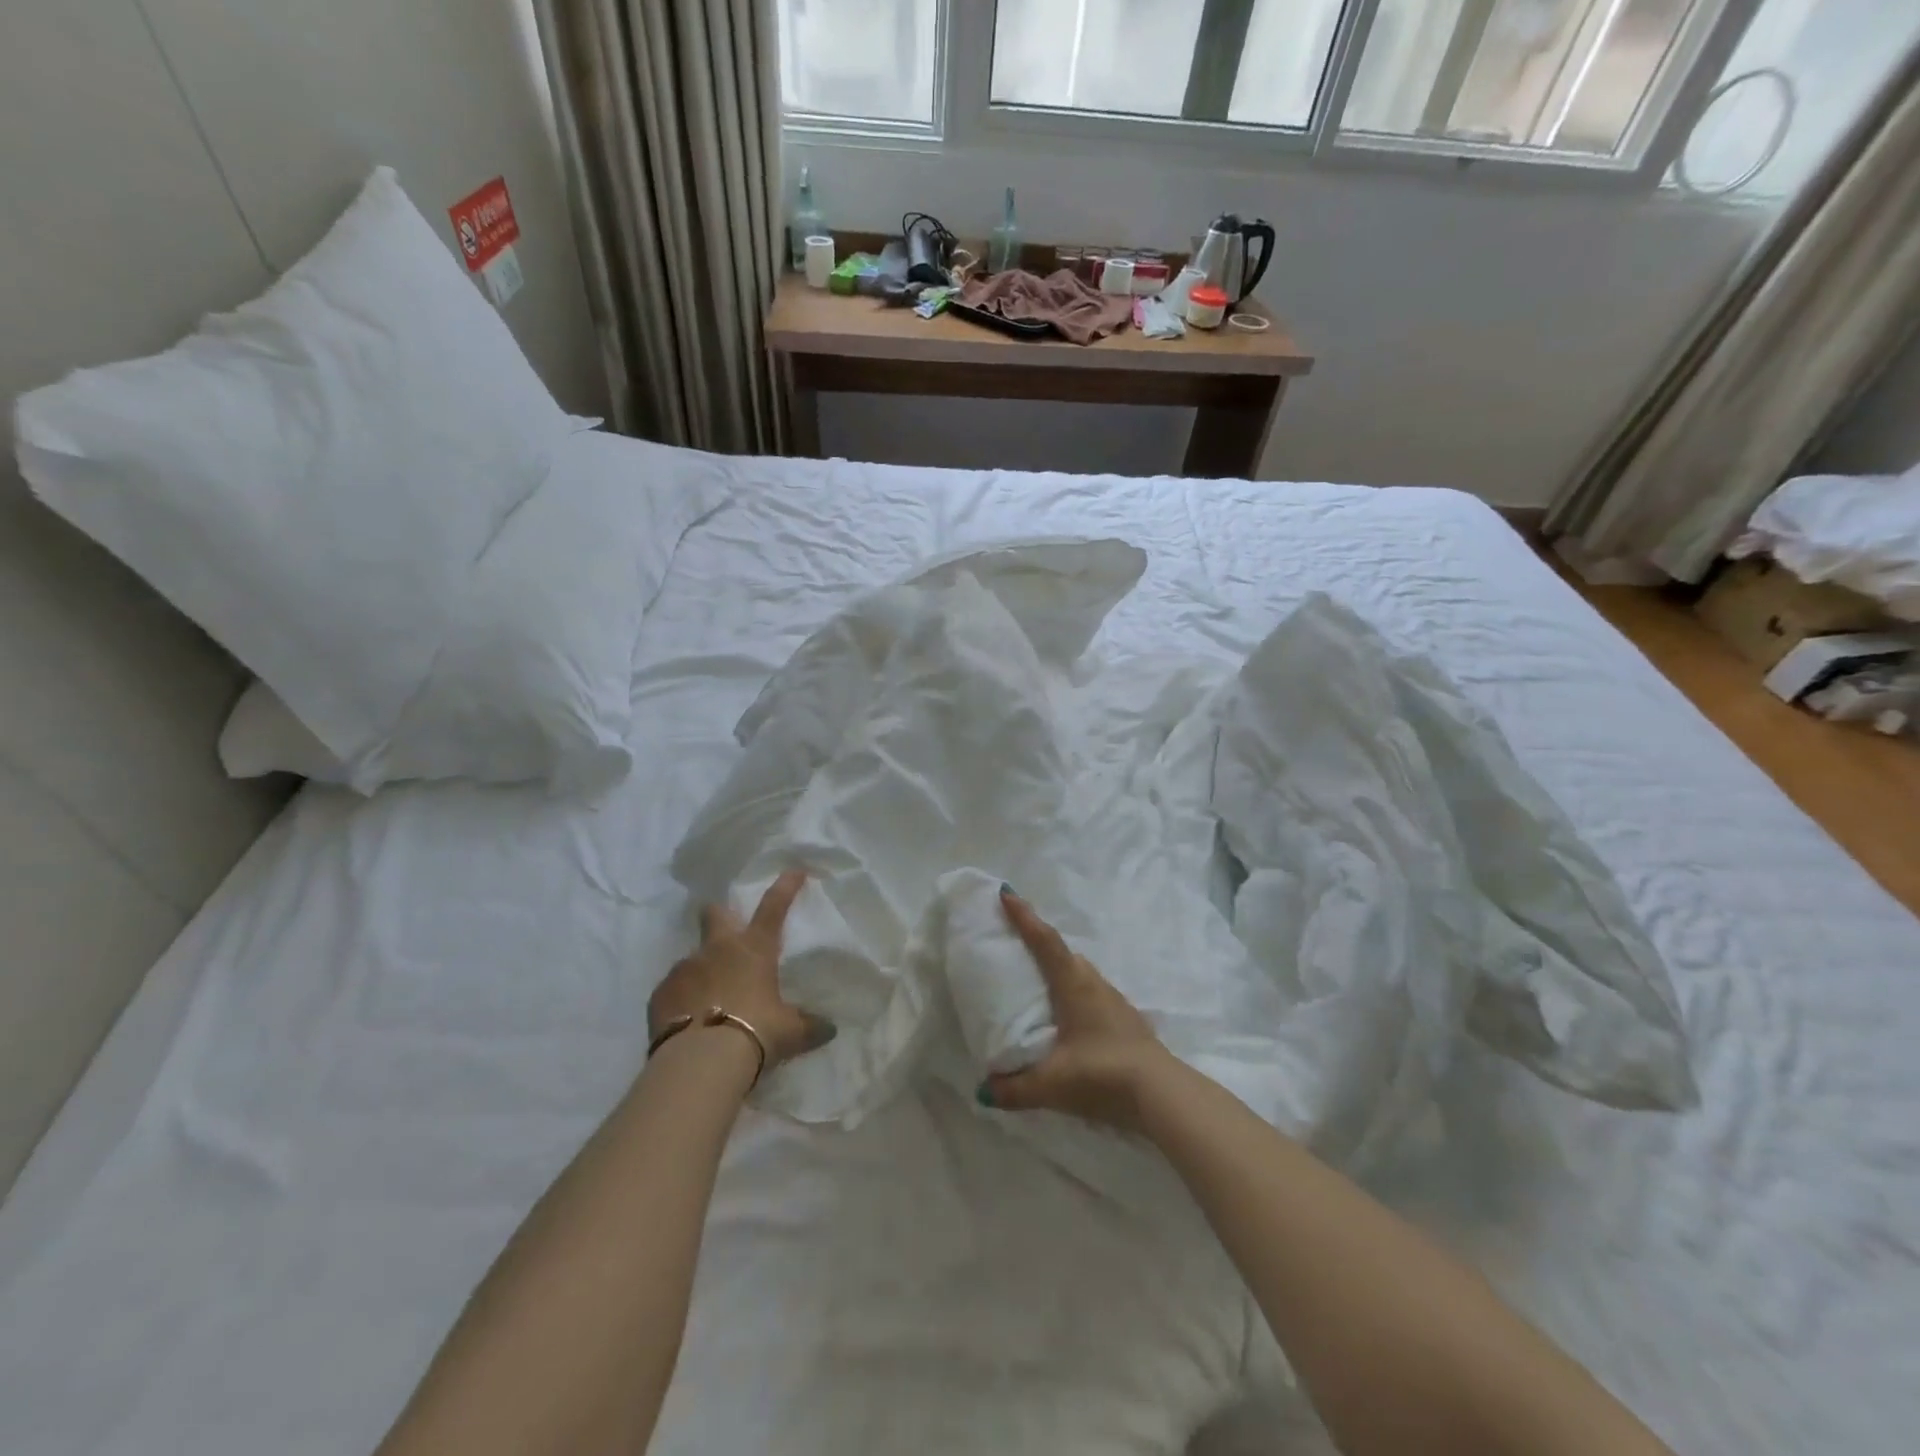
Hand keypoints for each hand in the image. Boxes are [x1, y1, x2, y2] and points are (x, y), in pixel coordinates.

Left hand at [650, 869, 836, 1070]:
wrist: (701, 1062)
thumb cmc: (756, 1034)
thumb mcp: (791, 1033)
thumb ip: (809, 1026)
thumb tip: (830, 1029)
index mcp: (754, 949)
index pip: (773, 908)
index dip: (785, 887)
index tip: (794, 871)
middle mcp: (717, 950)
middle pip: (714, 914)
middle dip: (719, 915)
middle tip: (725, 929)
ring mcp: (684, 968)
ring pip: (692, 958)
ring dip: (702, 971)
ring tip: (709, 1002)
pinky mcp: (659, 994)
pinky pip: (673, 990)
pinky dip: (681, 1000)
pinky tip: (688, 1022)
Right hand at [981, 886, 1175, 1132]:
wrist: (1163, 1095)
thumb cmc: (1103, 1074)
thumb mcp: (1052, 1084)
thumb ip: (1015, 1088)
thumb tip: (985, 1090)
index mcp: (1074, 985)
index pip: (1045, 941)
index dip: (1025, 917)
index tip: (1007, 893)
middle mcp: (1095, 985)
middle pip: (1065, 954)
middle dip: (1041, 944)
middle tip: (1018, 945)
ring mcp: (1116, 1002)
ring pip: (1082, 975)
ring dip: (1061, 972)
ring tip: (1042, 987)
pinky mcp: (1128, 1022)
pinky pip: (1094, 997)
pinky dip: (1076, 997)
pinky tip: (1071, 1022)